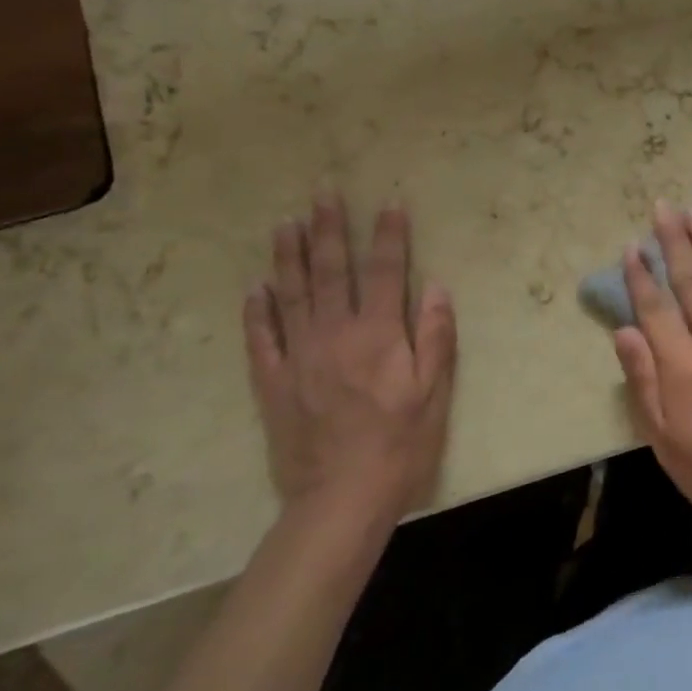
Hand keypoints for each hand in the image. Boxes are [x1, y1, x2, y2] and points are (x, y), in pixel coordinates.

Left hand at [243, 195, 456, 530]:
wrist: (342, 498)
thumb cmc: (400, 444)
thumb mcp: (435, 392)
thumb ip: (435, 336)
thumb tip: (436, 287)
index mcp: (378, 335)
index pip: (385, 271)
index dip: (389, 235)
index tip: (388, 202)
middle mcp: (335, 334)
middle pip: (331, 271)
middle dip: (329, 228)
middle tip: (322, 192)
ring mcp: (298, 357)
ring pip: (291, 295)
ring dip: (289, 256)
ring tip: (286, 223)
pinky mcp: (273, 383)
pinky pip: (261, 339)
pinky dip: (257, 311)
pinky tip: (256, 287)